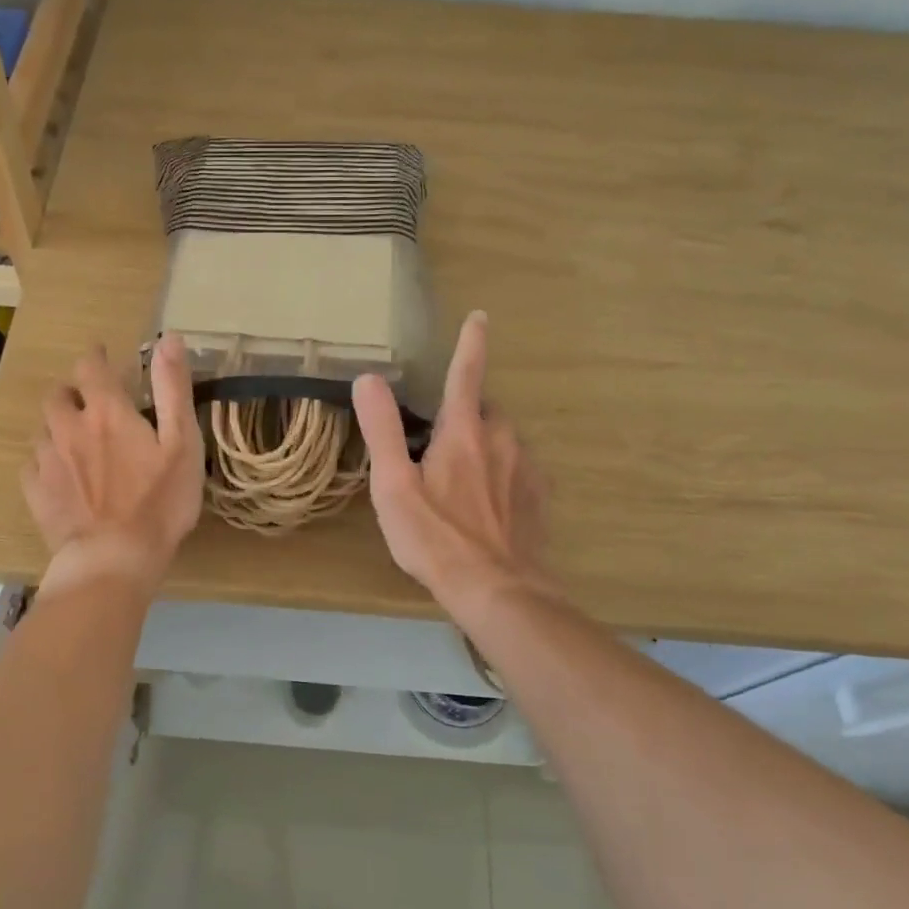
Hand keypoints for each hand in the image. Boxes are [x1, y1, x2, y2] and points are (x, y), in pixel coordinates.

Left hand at [23, 333, 204, 592]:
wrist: (114, 558)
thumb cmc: (159, 501)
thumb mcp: (182, 442)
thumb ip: (173, 388)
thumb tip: (168, 338)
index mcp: (106, 411)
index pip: (91, 366)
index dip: (97, 358)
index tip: (104, 358)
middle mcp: (68, 427)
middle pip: (58, 394)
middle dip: (72, 392)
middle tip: (91, 405)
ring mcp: (47, 460)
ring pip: (44, 429)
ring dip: (59, 426)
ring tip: (77, 442)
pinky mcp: (35, 492)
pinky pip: (32, 464)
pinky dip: (45, 460)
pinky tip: (60, 474)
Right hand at [352, 311, 552, 615]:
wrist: (498, 591)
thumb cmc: (436, 537)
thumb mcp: (393, 486)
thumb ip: (382, 430)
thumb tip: (368, 378)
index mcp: (464, 432)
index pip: (466, 374)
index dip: (471, 343)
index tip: (481, 317)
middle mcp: (502, 440)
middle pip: (485, 411)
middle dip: (465, 415)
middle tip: (437, 446)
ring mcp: (527, 469)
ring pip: (503, 441)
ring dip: (483, 447)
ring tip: (458, 484)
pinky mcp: (539, 498)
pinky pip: (518, 470)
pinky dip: (501, 474)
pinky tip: (486, 506)